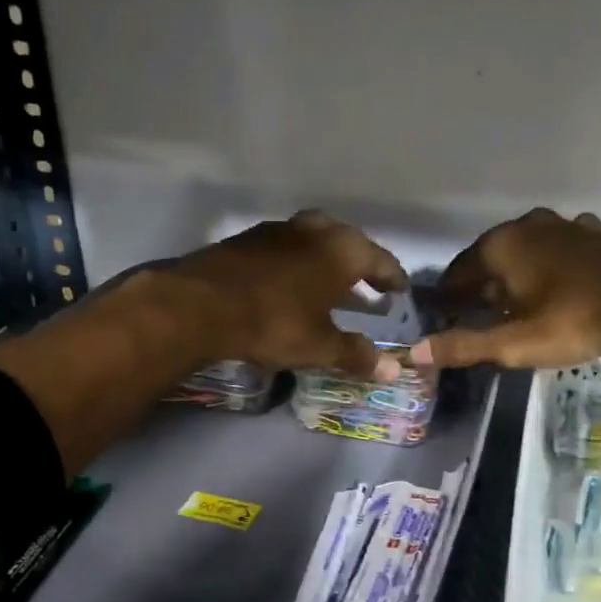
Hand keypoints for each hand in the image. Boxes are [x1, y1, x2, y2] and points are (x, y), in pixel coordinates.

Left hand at [170, 210, 407, 377]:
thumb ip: (357, 355)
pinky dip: (297, 262)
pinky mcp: (247, 239)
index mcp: (341, 250)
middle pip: (347, 241)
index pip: (379, 260)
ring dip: (326, 260)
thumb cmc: (274, 322)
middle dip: (359, 263)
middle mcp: (313, 231)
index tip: (400, 290)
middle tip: (366, 284)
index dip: (392, 277)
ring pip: (313, 240)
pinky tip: (290, 284)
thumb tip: (393, 370)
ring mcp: (278, 230)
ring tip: (329, 285)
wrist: (200, 305)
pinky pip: (286, 247)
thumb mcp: (320, 346)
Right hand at [410, 209, 600, 370]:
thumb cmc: (574, 321)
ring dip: (515, 274)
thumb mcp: (514, 342)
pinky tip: (557, 283)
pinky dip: (549, 265)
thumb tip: (415, 353)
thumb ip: (464, 346)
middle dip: (481, 285)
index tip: (444, 317)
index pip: (458, 272)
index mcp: (501, 246)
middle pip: (491, 258)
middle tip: (477, 316)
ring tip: (515, 303)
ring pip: (526, 251)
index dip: (448, 297)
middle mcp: (528, 226)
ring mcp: (564, 225)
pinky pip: (559, 248)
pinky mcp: (595, 234)